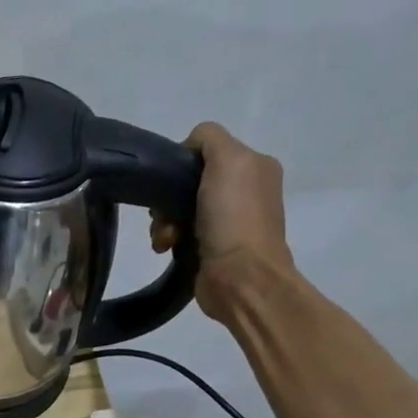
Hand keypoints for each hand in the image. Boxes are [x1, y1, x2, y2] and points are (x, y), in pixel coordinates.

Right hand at [149, 121, 293, 319]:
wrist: (241, 278)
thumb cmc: (233, 218)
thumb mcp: (228, 161)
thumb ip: (209, 139)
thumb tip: (189, 148)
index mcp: (254, 166)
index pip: (205, 149)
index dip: (181, 162)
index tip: (170, 181)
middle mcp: (245, 190)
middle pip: (187, 181)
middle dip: (168, 198)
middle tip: (163, 214)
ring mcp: (229, 221)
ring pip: (179, 208)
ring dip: (164, 221)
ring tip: (165, 239)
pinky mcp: (213, 247)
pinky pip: (180, 233)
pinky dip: (169, 238)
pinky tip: (167, 248)